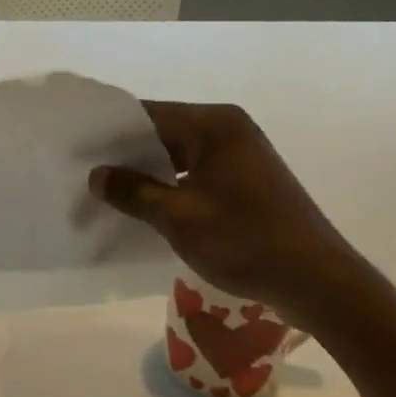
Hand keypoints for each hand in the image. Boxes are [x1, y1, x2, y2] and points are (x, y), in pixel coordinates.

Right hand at [89, 101, 363, 319]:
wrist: (318, 282)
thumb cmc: (245, 241)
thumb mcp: (178, 217)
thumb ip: (134, 192)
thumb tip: (97, 175)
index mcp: (214, 125)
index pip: (148, 115)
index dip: (111, 132)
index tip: (77, 148)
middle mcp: (229, 129)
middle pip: (164, 132)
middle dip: (126, 155)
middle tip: (86, 173)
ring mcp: (241, 155)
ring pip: (179, 155)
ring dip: (148, 173)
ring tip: (108, 192)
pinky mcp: (247, 180)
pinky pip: (196, 173)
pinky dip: (171, 186)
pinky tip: (145, 207)